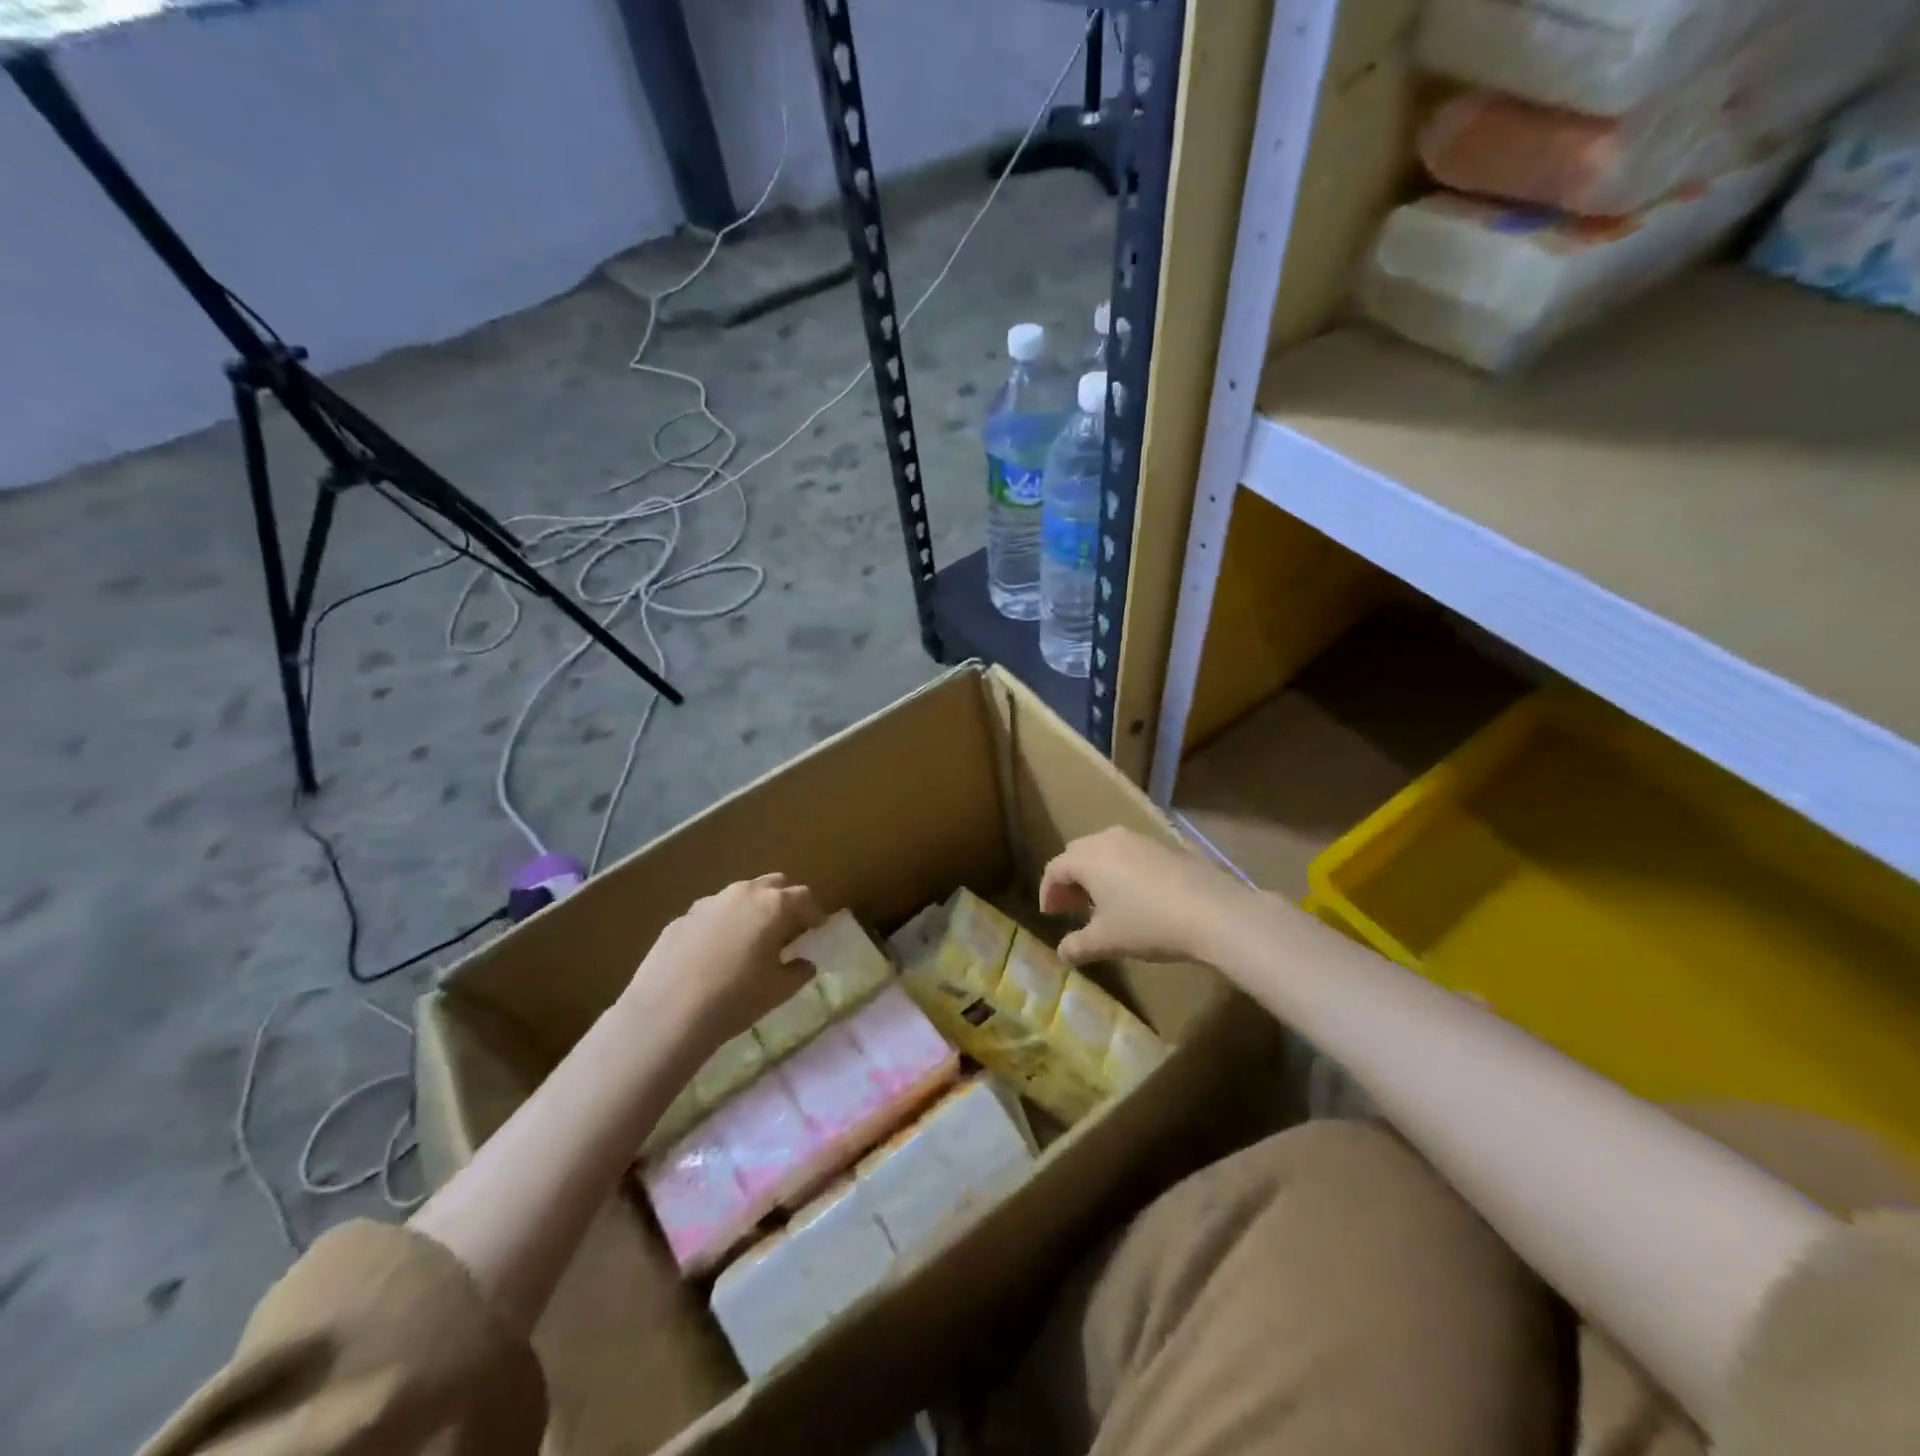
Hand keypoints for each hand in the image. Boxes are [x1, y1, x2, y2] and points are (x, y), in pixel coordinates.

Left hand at [627, 874, 825, 1054]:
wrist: (668, 1012)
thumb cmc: (736, 998)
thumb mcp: (778, 991)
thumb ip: (798, 972)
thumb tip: (804, 963)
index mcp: (773, 906)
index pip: (803, 897)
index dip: (813, 912)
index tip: (817, 927)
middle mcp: (742, 894)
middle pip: (771, 884)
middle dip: (783, 900)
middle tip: (787, 925)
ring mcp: (708, 903)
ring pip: (738, 895)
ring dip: (750, 909)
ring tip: (750, 937)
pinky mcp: (681, 919)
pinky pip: (711, 914)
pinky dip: (721, 925)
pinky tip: (715, 953)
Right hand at [1040, 826, 1253, 965]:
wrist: (1213, 911)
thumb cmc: (1148, 924)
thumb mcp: (1107, 941)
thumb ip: (1077, 946)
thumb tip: (1061, 954)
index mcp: (1088, 858)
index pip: (1055, 868)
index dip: (1048, 892)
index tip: (1050, 915)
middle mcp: (1110, 839)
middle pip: (1078, 853)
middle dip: (1071, 880)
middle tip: (1072, 907)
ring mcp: (1141, 839)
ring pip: (1106, 850)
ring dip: (1096, 873)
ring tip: (1103, 903)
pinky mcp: (1166, 846)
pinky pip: (1131, 853)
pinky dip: (1121, 870)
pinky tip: (1135, 897)